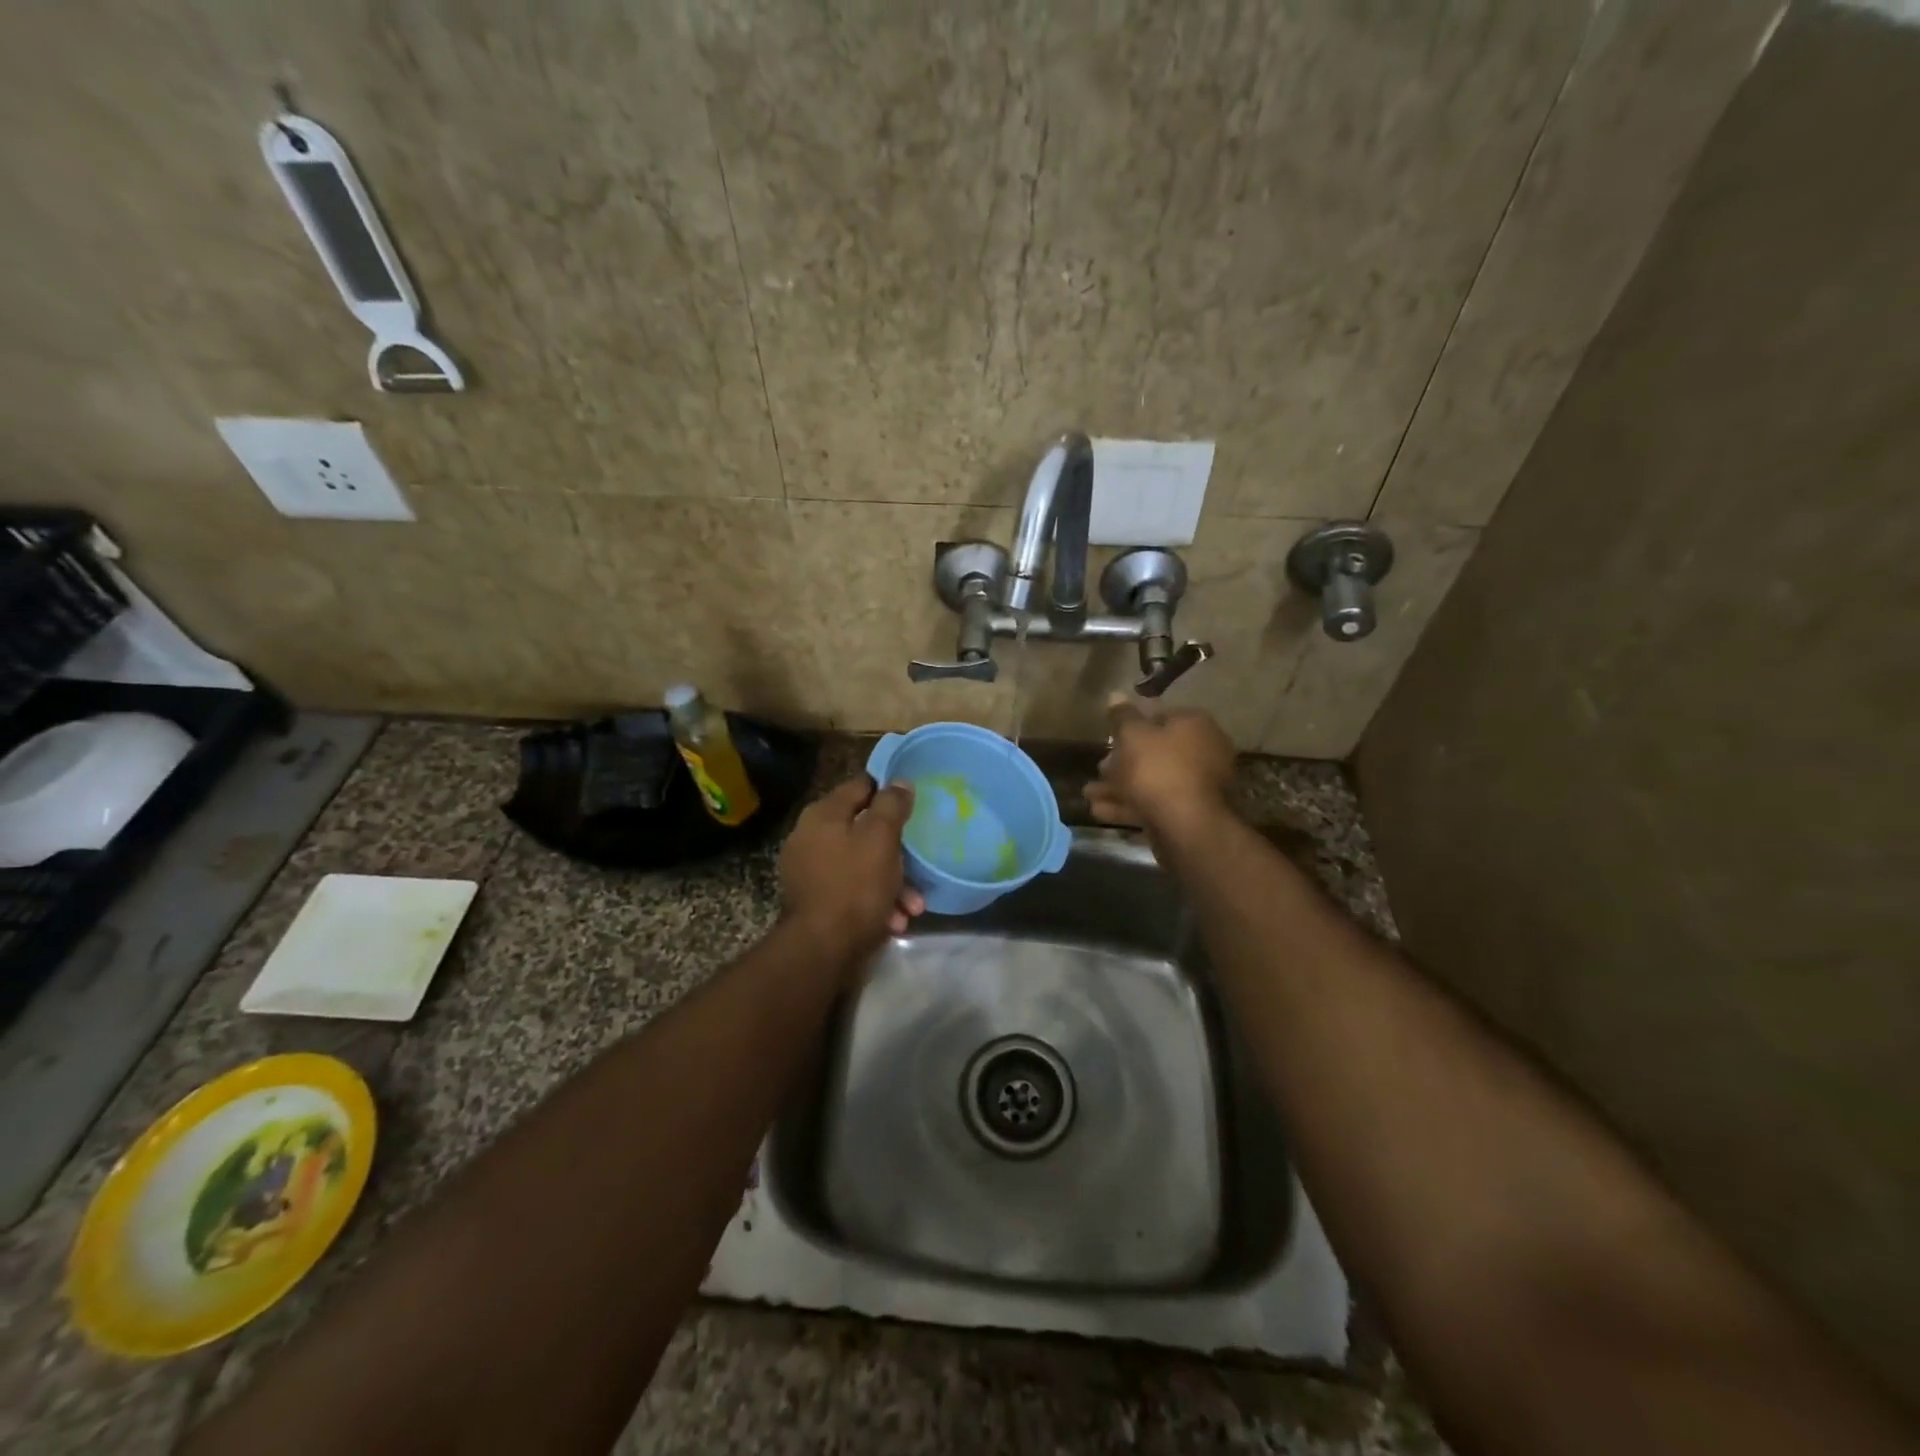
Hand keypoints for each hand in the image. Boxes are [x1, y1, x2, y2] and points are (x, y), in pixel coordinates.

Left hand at [778, 775, 924, 957]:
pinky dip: (874, 900)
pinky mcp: (815, 900)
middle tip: (918, 863)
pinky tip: (894, 921)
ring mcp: (810, 870)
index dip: (889, 792)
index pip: (861, 786)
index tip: (914, 805)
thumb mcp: (881, 839)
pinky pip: (851, 889)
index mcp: (823, 814)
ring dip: (891, 881)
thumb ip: (891, 806)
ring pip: (861, 864)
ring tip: (913, 906)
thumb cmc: (855, 885)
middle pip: (863, 829)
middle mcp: (811, 836)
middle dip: (895, 849)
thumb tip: (899, 781)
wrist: (821, 949)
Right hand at [1085, 694, 1235, 840]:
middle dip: (1121, 762)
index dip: (1132, 727)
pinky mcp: (1188, 814)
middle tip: (1099, 769)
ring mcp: (1196, 786)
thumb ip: (1122, 716)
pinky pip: (1154, 804)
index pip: (1160, 717)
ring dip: (1118, 787)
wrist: (1186, 825)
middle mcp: (1202, 752)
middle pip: (1155, 753)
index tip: (1110, 738)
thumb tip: (1115, 694)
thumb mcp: (1132, 735)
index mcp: (1194, 725)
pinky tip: (1099, 811)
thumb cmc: (1158, 769)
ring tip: (1089, 794)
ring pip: (1151, 781)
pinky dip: (1128, 806)